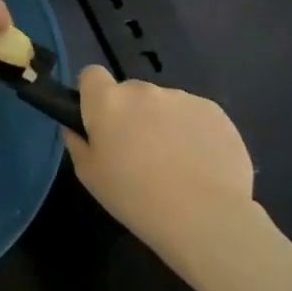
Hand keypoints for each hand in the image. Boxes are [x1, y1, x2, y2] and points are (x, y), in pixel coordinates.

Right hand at [64, 66, 276, 262]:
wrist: (204, 216)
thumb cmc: (135, 197)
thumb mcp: (90, 176)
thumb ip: (78, 144)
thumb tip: (77, 129)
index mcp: (108, 101)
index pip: (91, 74)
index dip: (93, 94)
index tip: (99, 119)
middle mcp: (143, 90)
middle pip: (130, 92)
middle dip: (131, 113)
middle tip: (137, 150)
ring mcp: (182, 98)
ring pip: (164, 104)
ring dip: (162, 122)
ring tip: (175, 162)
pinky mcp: (214, 111)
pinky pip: (194, 115)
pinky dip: (193, 131)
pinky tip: (200, 163)